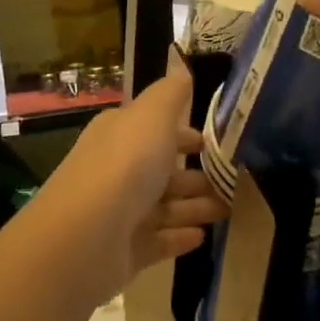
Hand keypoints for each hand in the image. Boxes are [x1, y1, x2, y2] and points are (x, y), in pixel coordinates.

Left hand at [35, 55, 226, 302]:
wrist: (85, 236)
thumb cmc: (124, 166)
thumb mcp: (151, 116)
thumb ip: (170, 94)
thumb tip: (181, 70)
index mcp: (120, 134)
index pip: (155, 129)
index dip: (185, 134)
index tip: (217, 143)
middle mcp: (117, 170)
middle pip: (162, 170)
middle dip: (195, 173)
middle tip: (234, 180)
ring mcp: (120, 212)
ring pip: (164, 206)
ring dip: (195, 205)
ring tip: (229, 209)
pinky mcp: (125, 250)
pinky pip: (158, 240)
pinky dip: (179, 236)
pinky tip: (203, 236)